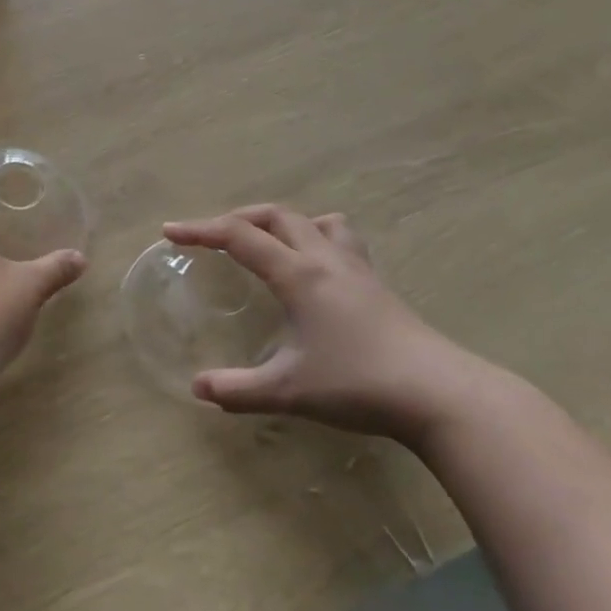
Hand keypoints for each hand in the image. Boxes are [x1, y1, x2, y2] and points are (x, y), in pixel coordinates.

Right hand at [163, 206, 499, 446]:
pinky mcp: (377, 284)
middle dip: (236, 218)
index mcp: (298, 274)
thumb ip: (238, 389)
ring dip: (281, 222)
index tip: (169, 231)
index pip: (239, 236)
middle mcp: (325, 259)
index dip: (200, 230)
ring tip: (265, 243)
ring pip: (313, 221)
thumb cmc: (359, 384)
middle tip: (211, 237)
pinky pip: (340, 239)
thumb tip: (197, 389)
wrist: (440, 394)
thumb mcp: (289, 391)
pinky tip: (314, 268)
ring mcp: (356, 268)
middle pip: (275, 216)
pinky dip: (316, 237)